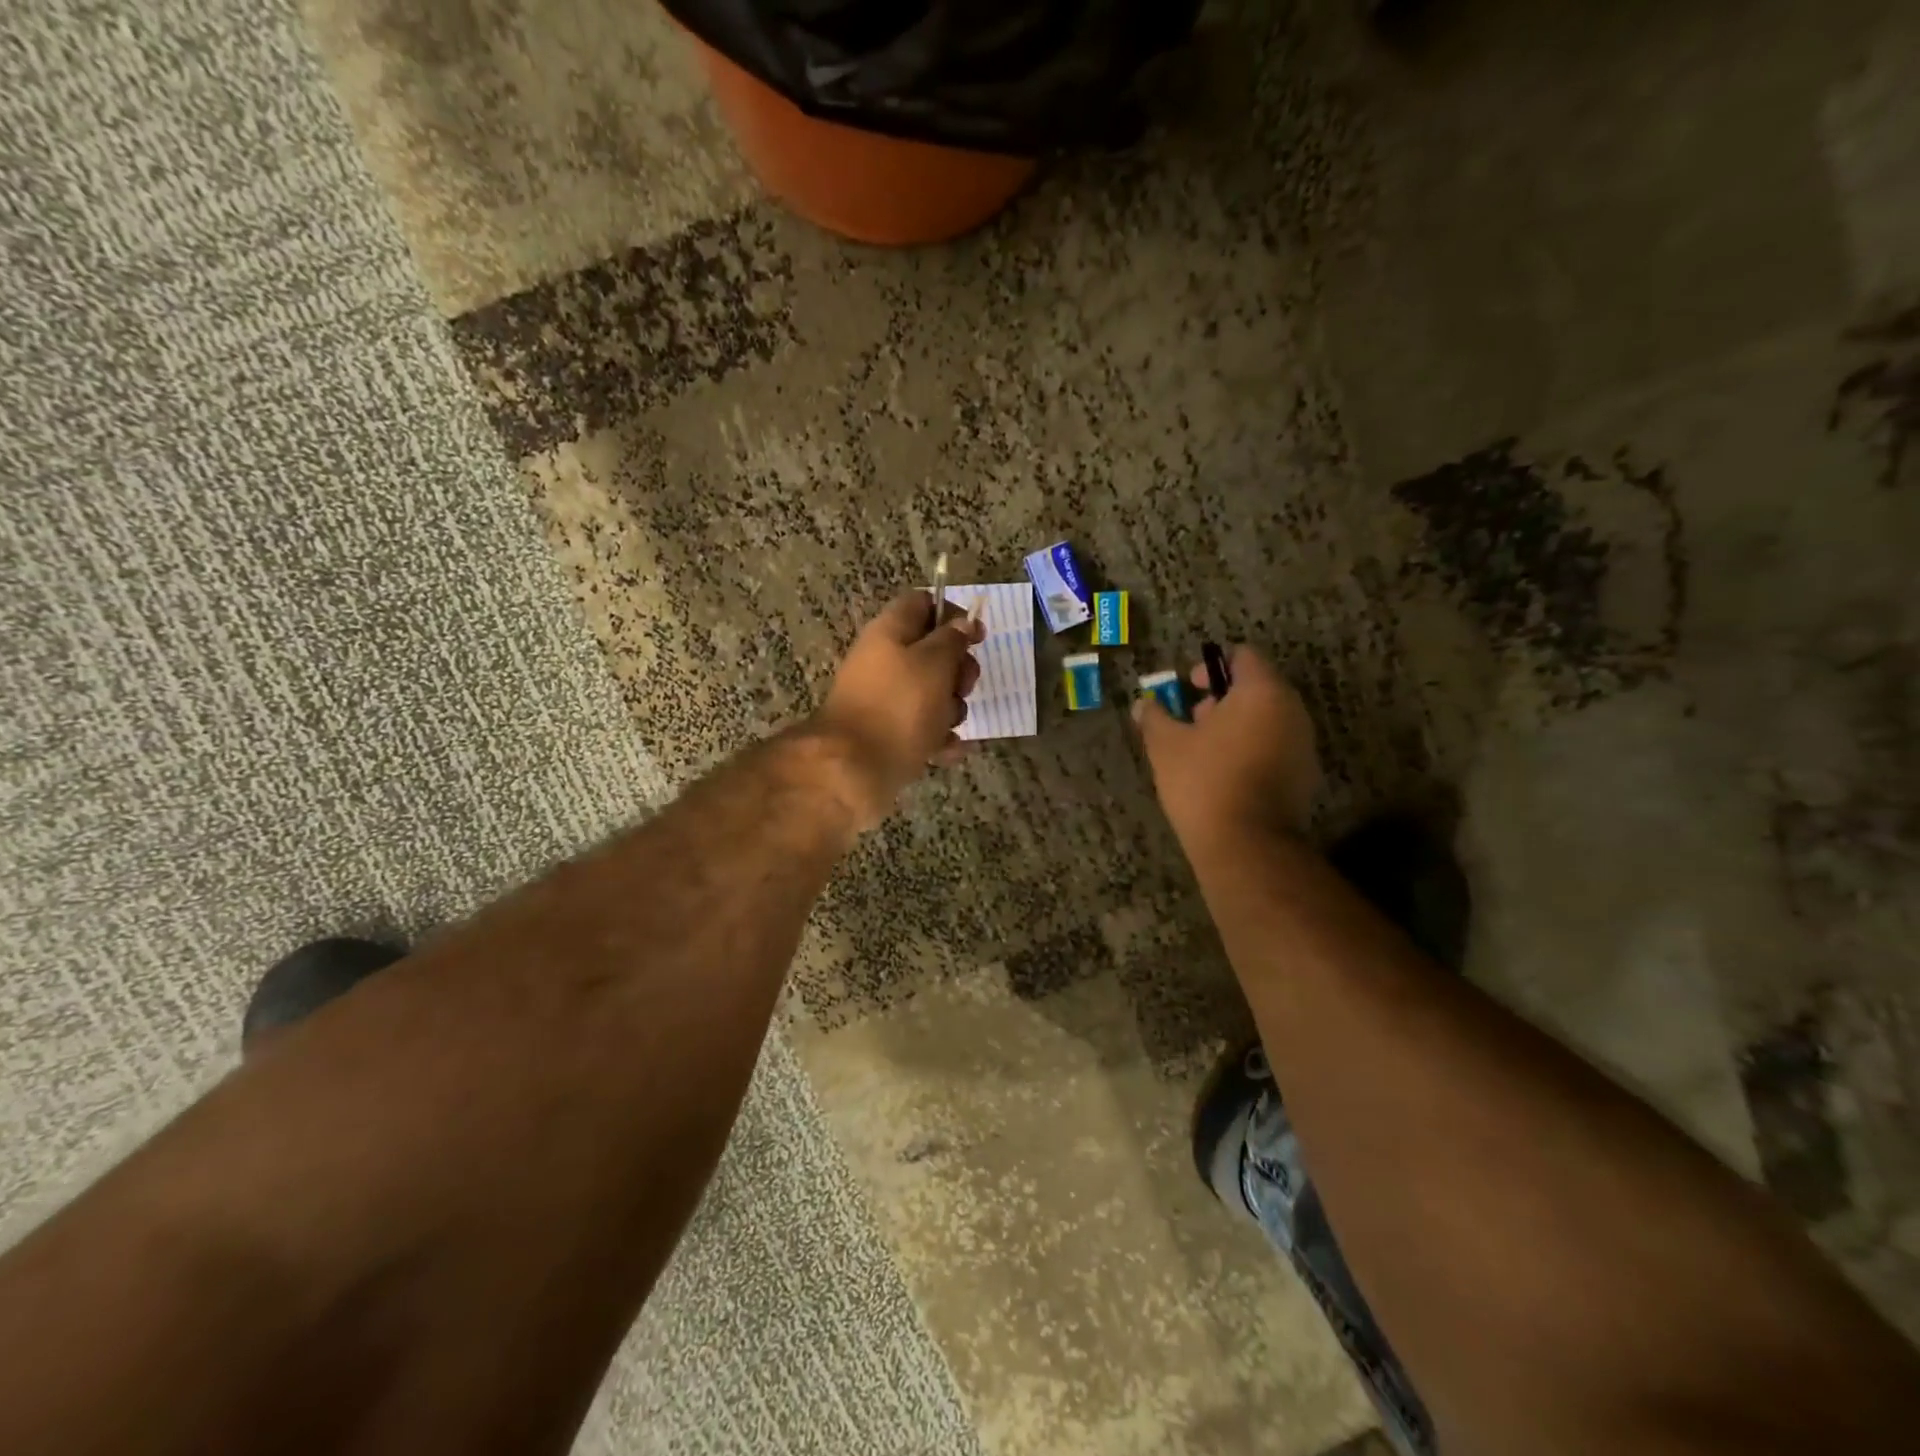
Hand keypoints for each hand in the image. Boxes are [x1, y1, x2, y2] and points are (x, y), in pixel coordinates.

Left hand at [812, 592, 984, 825]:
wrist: (854, 769)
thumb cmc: (899, 706)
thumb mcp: (934, 663)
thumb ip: (952, 639)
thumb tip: (961, 624)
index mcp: (890, 632)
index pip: (923, 603)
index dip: (954, 615)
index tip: (977, 638)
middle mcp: (884, 661)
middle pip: (932, 652)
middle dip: (957, 671)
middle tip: (962, 687)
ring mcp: (885, 699)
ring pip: (931, 694)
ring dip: (951, 709)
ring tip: (948, 726)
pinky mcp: (888, 734)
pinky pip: (922, 728)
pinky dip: (938, 738)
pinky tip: (948, 751)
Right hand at [1133, 646, 1321, 849]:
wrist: (1245, 844)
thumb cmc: (1203, 781)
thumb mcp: (1165, 745)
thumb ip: (1154, 716)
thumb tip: (1143, 703)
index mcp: (1262, 692)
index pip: (1243, 656)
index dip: (1211, 665)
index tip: (1188, 686)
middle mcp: (1292, 710)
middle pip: (1257, 687)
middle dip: (1223, 698)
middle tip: (1192, 719)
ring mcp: (1303, 743)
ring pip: (1268, 718)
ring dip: (1237, 724)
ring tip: (1204, 749)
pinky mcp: (1305, 774)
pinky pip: (1275, 745)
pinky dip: (1252, 748)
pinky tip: (1224, 773)